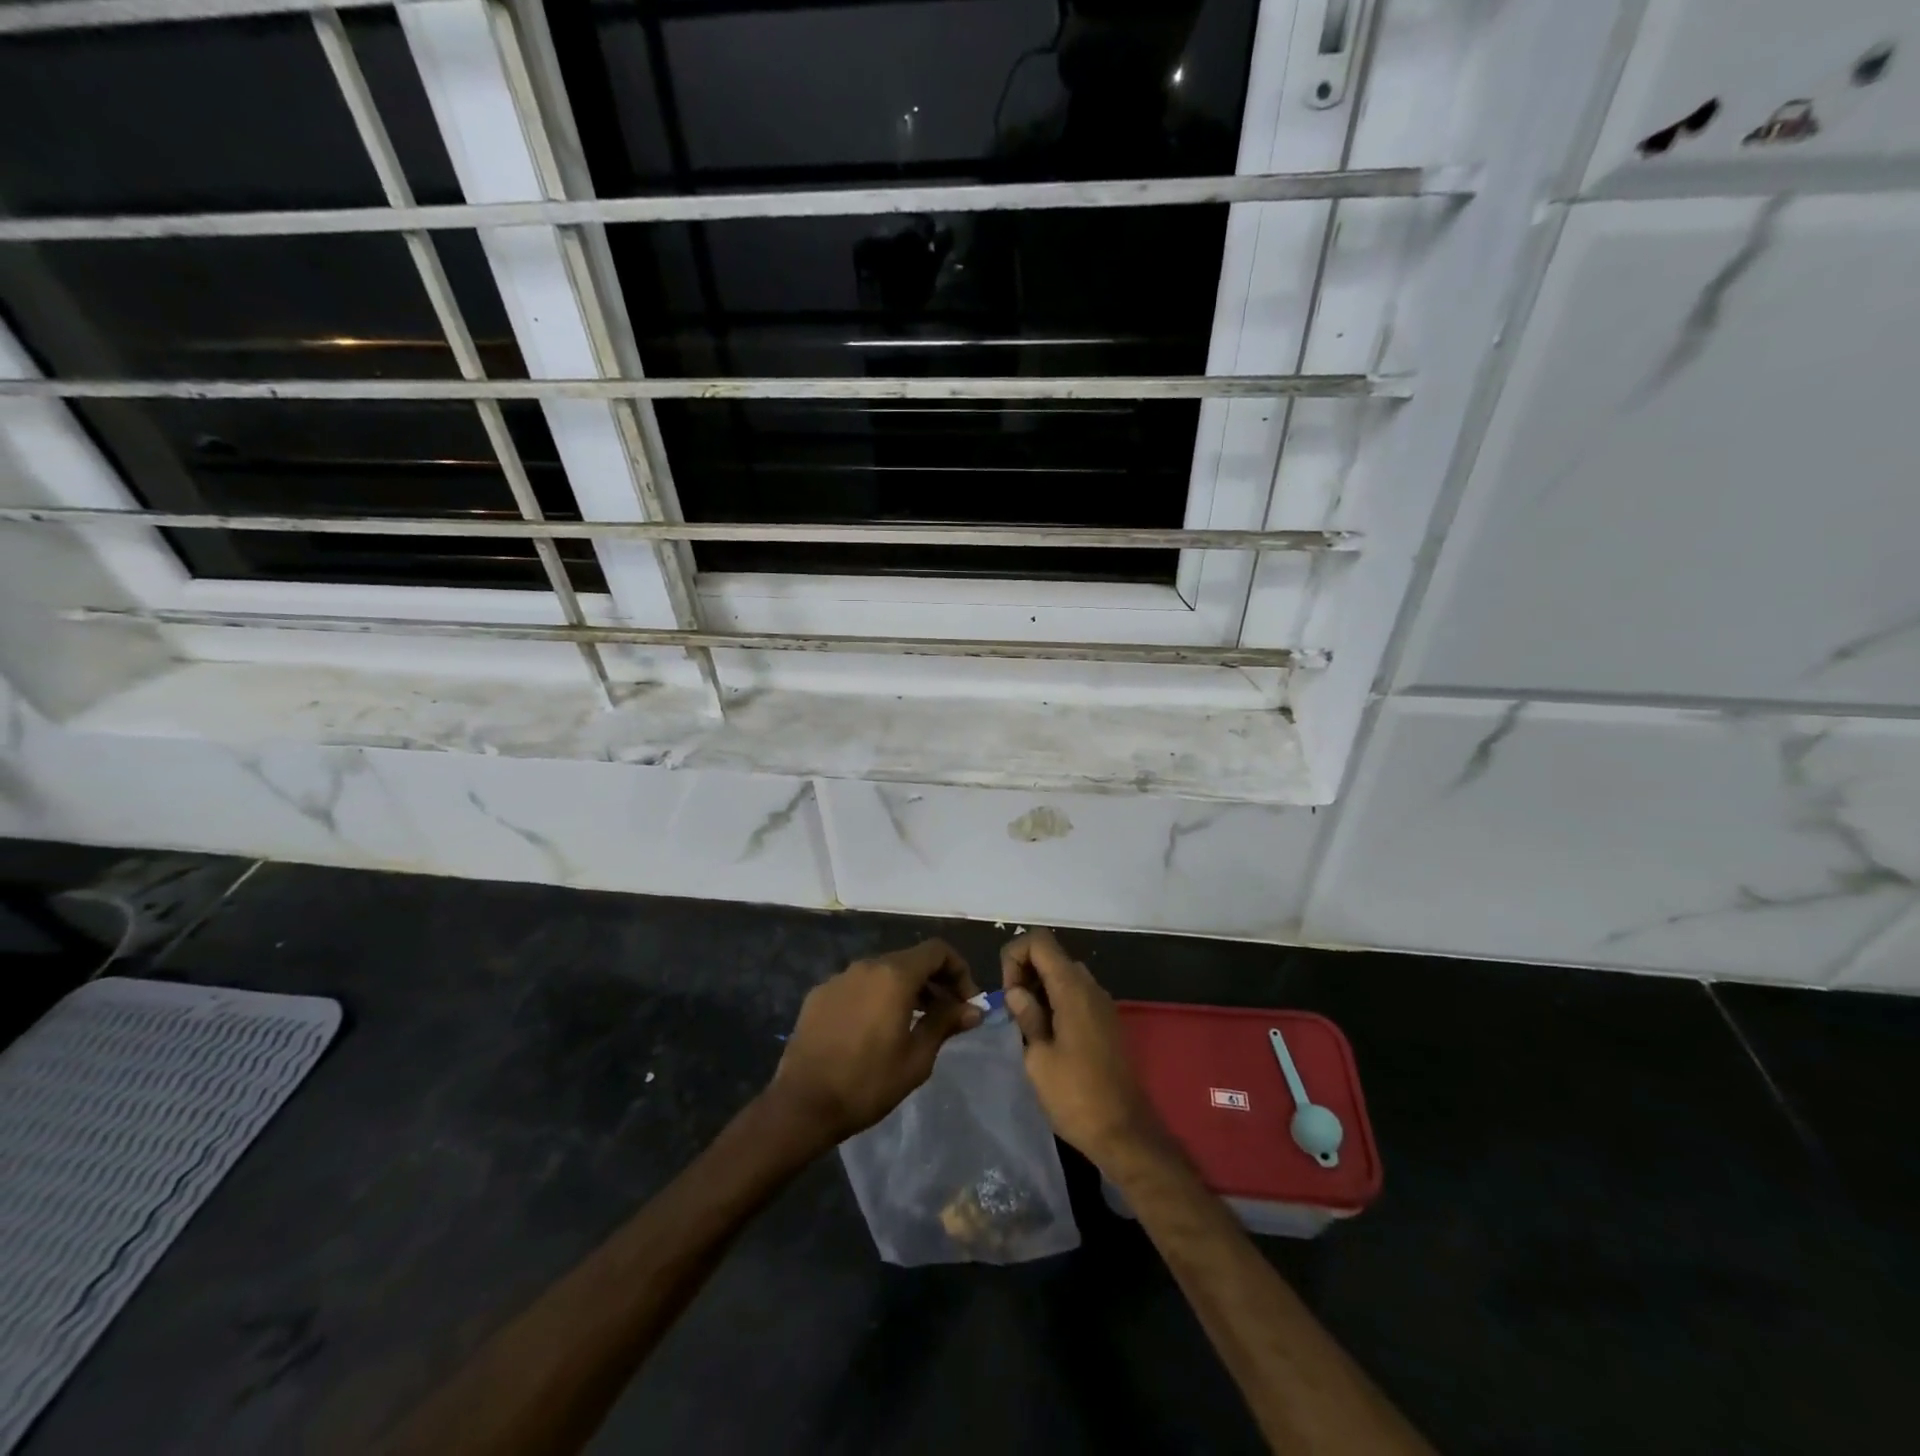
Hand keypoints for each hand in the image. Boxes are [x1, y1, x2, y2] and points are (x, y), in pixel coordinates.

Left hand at [769, 940, 981, 1147]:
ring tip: (914, 1024)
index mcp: (894, 975)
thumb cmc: (867, 1082)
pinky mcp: (819, 994)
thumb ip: (946, 1024)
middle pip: (910, 960)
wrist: (802, 1104)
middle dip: (934, 982)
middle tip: (947, 1015)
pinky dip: (876, 997)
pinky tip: (875, 1030)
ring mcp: (839, 978)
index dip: (959, 971)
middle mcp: (866, 965)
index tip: (966, 1002)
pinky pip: (858, 986)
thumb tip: (973, 1009)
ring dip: (906, 990)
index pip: (937, 951)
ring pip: (883, 972)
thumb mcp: (917, 1058)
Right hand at [1002, 929, 1163, 1170]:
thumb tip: (1017, 992)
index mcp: (1072, 988)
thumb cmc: (1076, 1096)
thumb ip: (1026, 1016)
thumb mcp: (1038, 1058)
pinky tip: (1047, 1036)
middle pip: (1051, 955)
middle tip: (1013, 1012)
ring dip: (1040, 989)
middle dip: (1025, 973)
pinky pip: (1077, 995)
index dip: (1015, 956)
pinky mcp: (1107, 1022)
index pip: (1039, 941)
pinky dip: (1056, 1002)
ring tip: (1026, 1026)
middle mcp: (1091, 987)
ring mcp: (1102, 1004)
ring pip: (1064, 975)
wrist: (1125, 1133)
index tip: (1008, 993)